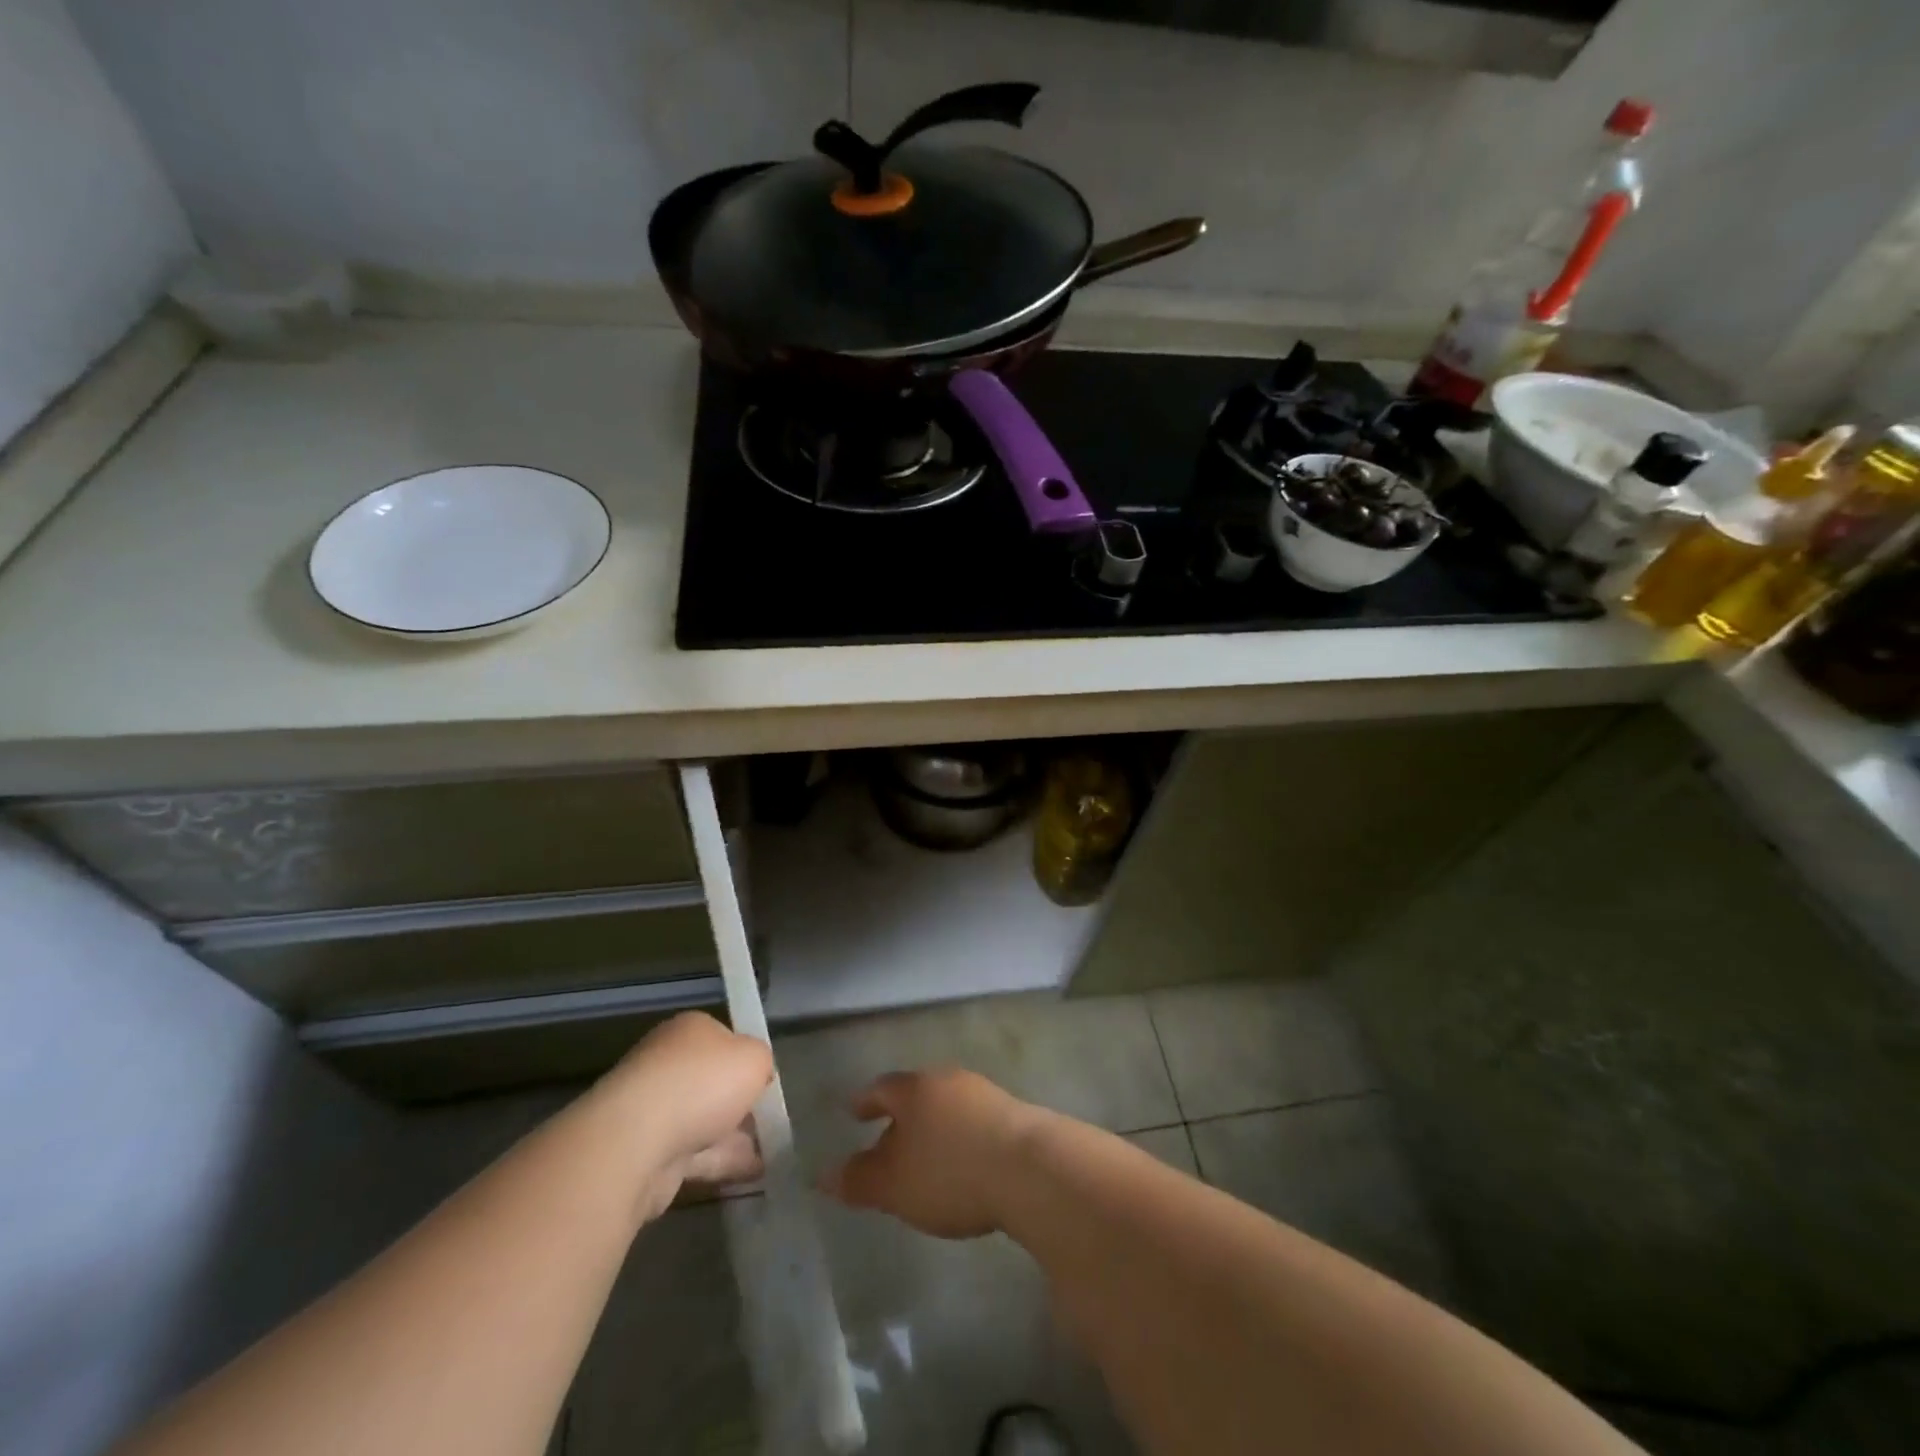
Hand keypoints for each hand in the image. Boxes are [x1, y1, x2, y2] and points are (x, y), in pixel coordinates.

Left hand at [597, 1012, 772, 1216]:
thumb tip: (757, 1074)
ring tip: (771, 1152)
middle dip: (740, 1102)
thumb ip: (762, 1062)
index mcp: (689, 1031)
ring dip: (734, 1136)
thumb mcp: (754, 1058)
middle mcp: (667, 1063)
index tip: (766, 1081)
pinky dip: (722, 1162)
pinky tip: (752, 1174)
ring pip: (704, 1121)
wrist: (637, 1142)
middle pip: (712, 1082)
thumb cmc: (702, 1083)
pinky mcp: (647, 1153)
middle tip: (771, 1119)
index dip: (747, 1060)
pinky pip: (694, 1155)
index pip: (724, 1039)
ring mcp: (653, 1110)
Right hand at [820, 1067, 1040, 1238]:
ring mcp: (985, 1094)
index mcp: (915, 1089)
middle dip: (901, 1117)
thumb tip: (823, 1175)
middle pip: (917, 1094)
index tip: (852, 1112)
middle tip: (888, 1139)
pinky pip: (975, 1122)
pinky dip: (962, 1138)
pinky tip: (965, 1164)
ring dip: (935, 1128)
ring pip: (948, 1106)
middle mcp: (949, 1081)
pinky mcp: (1015, 1114)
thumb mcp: (894, 1185)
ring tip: (927, 1156)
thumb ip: (858, 1179)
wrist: (1030, 1168)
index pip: (881, 1088)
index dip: (865, 1102)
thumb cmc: (950, 1172)